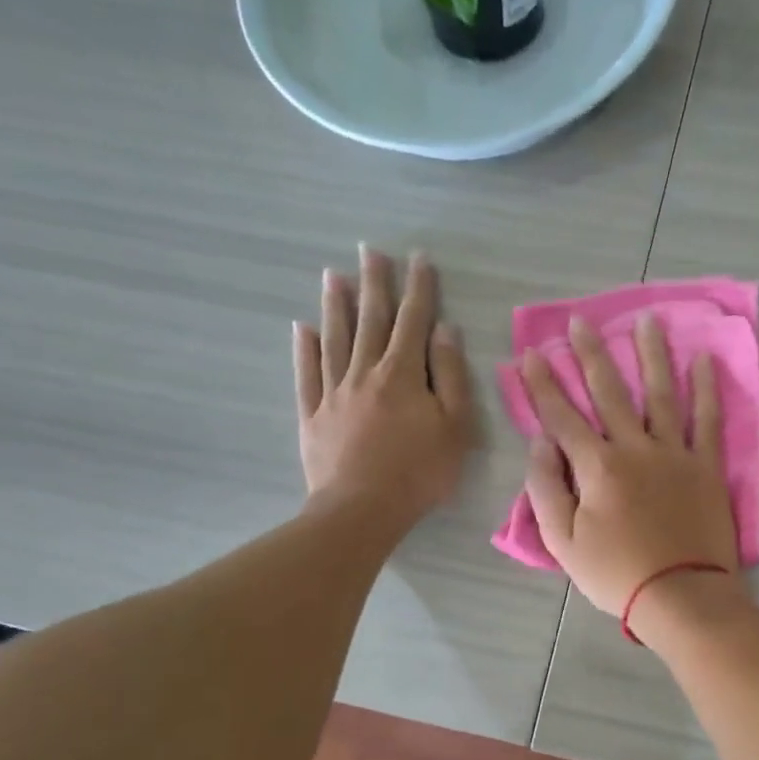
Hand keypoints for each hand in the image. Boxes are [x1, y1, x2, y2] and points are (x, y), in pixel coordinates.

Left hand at [293, 246, 474, 525]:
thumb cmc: (420, 471)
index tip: (418, 259)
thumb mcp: (455, 426)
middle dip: (373, 283)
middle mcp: (365, 372)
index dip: (418, 288)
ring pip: (334, 339)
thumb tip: (444, 331)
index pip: (413, 321)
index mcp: (403, 374)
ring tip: (333, 275)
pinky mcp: (313, 415)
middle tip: (369, 250)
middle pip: (370, 320)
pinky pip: (307, 374)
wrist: (362, 509)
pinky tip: (303, 329)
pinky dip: (305, 349)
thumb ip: (451, 376)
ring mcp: (334, 392)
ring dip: (336, 305)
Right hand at [519, 313, 739, 619]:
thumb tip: (540, 443)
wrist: (681, 596)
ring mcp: (675, 454)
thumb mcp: (563, 542)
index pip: (562, 416)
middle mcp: (635, 448)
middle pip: (609, 392)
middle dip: (590, 355)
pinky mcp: (706, 468)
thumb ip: (546, 489)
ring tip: (646, 320)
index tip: (531, 354)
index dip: (543, 384)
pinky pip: (708, 421)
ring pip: (661, 394)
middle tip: (580, 321)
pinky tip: (703, 361)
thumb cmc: (616, 574)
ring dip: (651, 355)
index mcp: (596, 467)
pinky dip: (707, 390)